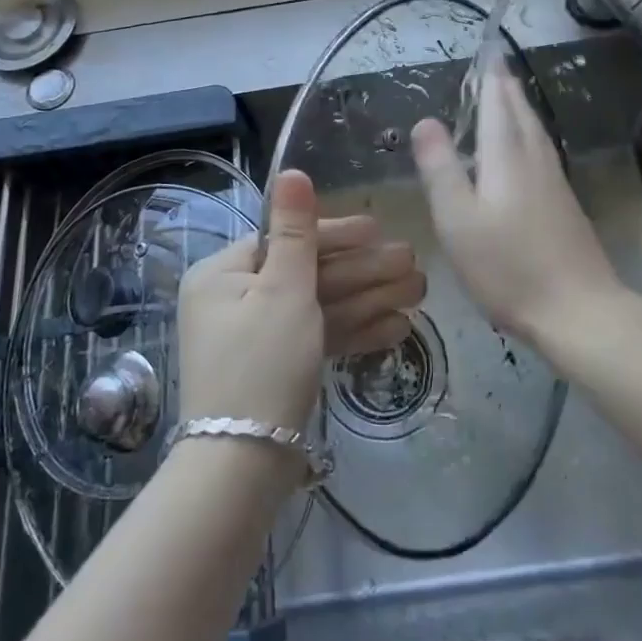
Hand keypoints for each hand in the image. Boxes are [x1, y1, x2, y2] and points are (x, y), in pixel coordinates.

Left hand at [177, 171, 423, 437]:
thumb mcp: (283, 289)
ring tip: (418, 292)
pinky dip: (352, 332)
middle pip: (307, 275)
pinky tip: (397, 328)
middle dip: (364, 271)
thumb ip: (295, 230)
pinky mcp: (275, 368)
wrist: (241, 469)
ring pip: (318, 307)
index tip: (379, 230)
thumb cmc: (262, 363)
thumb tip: (290, 171)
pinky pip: (315, 339)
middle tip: (413, 262)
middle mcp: (233, 300)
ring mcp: (255, 337)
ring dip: (368, 299)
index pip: (285, 239)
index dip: (337, 234)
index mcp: (223, 273)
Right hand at [412, 67, 621, 346]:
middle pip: (521, 112)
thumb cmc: (508, 266)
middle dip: (506, 87)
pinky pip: (541, 152)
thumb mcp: (458, 219)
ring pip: (535, 131)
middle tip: (495, 66)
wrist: (579, 311)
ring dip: (519, 108)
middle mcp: (535, 159)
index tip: (488, 51)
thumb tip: (426, 120)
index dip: (491, 77)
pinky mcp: (564, 205)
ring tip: (507, 97)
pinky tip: (524, 151)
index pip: (498, 103)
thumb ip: (440, 167)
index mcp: (507, 156)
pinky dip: (527, 135)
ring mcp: (555, 182)